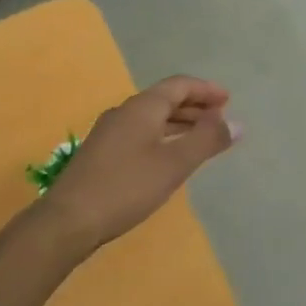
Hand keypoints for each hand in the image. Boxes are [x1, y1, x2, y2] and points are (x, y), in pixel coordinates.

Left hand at [40, 75, 239, 250]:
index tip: (228, 100)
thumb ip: (207, 140)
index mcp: (142, 107)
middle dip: (194, 106)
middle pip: (164, 99)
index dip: (205, 90)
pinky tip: (168, 157)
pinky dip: (162, 136)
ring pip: (151, 118)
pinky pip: (140, 133)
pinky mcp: (101, 153)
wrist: (68, 220)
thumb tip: (237, 123)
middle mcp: (124, 112)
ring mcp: (109, 133)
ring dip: (179, 123)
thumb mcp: (174, 164)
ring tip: (200, 137)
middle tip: (219, 119)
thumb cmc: (126, 187)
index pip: (179, 85)